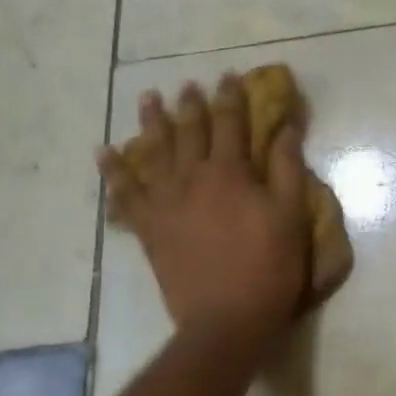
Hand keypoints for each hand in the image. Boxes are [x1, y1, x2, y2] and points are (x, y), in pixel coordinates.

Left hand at [97, 77, 310, 340]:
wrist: (226, 320)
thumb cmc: (268, 268)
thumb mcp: (290, 216)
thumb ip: (287, 168)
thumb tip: (285, 128)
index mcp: (231, 173)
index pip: (230, 123)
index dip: (231, 97)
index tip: (229, 76)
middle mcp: (193, 178)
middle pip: (190, 131)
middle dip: (191, 104)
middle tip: (188, 85)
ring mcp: (166, 202)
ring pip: (155, 152)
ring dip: (151, 122)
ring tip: (147, 99)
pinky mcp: (149, 228)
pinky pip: (125, 194)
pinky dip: (113, 172)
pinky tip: (104, 153)